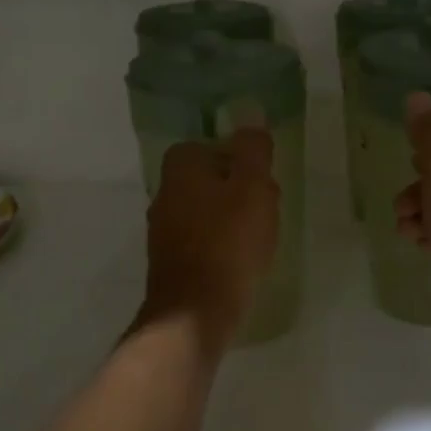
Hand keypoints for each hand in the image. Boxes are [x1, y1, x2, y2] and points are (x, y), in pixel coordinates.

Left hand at [140, 128, 280, 351]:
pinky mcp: (170, 263)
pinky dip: (221, 245)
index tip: (262, 179)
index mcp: (181, 168)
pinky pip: (202, 241)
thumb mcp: (253, 187)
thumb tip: (251, 118)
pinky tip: (241, 261)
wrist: (195, 312)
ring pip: (205, 211)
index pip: (209, 146)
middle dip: (238, 190)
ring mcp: (163, 231)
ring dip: (232, 219)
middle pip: (208, 179)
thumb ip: (253, 150)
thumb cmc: (229, 242)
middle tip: (267, 208)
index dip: (238, 159)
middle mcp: (165, 194)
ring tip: (259, 237)